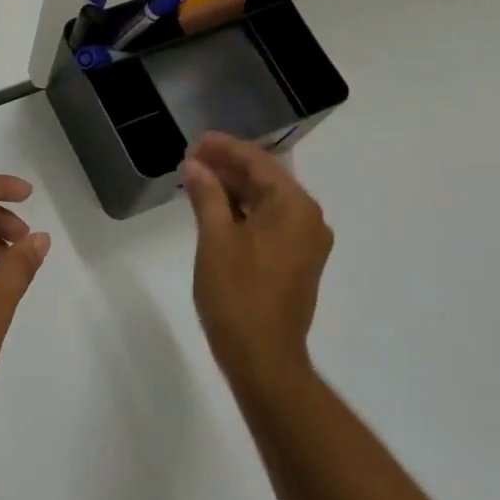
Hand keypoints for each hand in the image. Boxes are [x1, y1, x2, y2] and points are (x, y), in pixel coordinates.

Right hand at [180, 132, 332, 396]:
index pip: (258, 162)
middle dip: (228, 167)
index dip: (224, 148)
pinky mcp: (297, 262)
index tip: (194, 142)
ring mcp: (305, 242)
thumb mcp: (215, 239)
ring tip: (198, 180)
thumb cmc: (237, 294)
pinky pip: (270, 223)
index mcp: (294, 206)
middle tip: (190, 160)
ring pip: (267, 202)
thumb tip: (194, 165)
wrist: (263, 357)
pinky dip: (244, 213)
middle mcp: (308, 218)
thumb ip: (207, 195)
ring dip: (234, 190)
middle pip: (265, 179)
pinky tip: (217, 210)